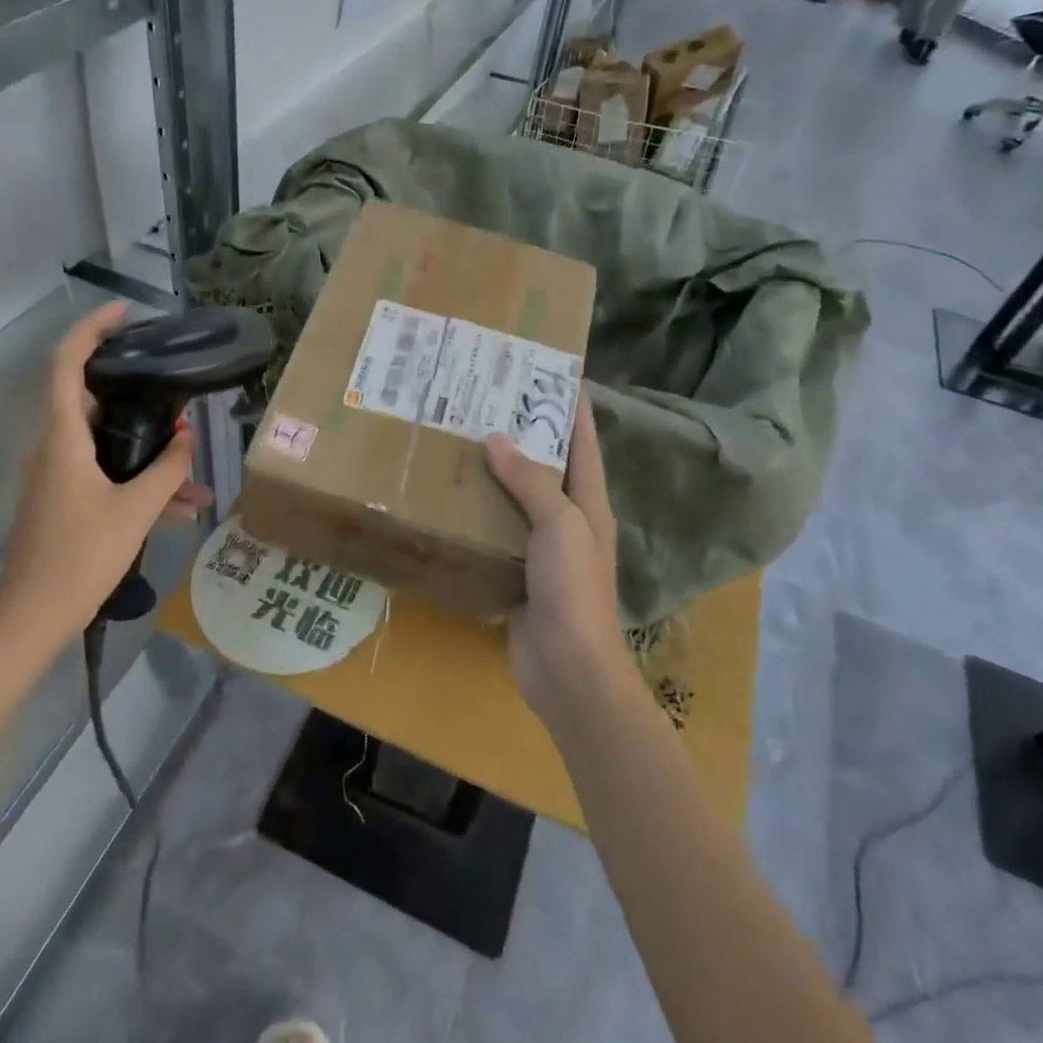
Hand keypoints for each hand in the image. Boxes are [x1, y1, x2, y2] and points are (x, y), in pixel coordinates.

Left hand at [0, 303, 210, 654]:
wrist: (31, 620)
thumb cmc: (80, 558)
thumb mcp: (135, 512)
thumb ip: (167, 470)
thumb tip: (188, 436)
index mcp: (62, 439)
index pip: (66, 365)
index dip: (90, 330)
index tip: (123, 313)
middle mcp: (53, 448)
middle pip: (91, 400)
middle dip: (137, 396)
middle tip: (174, 390)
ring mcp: (55, 476)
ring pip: (106, 446)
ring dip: (148, 454)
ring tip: (194, 475)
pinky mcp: (62, 501)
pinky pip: (104, 476)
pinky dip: (137, 483)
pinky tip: (180, 509)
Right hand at [484, 395, 627, 724]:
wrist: (568, 667)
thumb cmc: (574, 588)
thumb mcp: (560, 525)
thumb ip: (531, 482)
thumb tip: (495, 438)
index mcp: (590, 503)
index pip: (584, 444)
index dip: (573, 409)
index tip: (552, 374)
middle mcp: (569, 521)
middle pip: (548, 467)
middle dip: (525, 434)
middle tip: (487, 402)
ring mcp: (543, 549)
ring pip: (518, 499)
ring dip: (496, 473)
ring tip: (462, 439)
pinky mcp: (518, 573)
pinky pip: (498, 531)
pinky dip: (480, 512)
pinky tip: (452, 497)